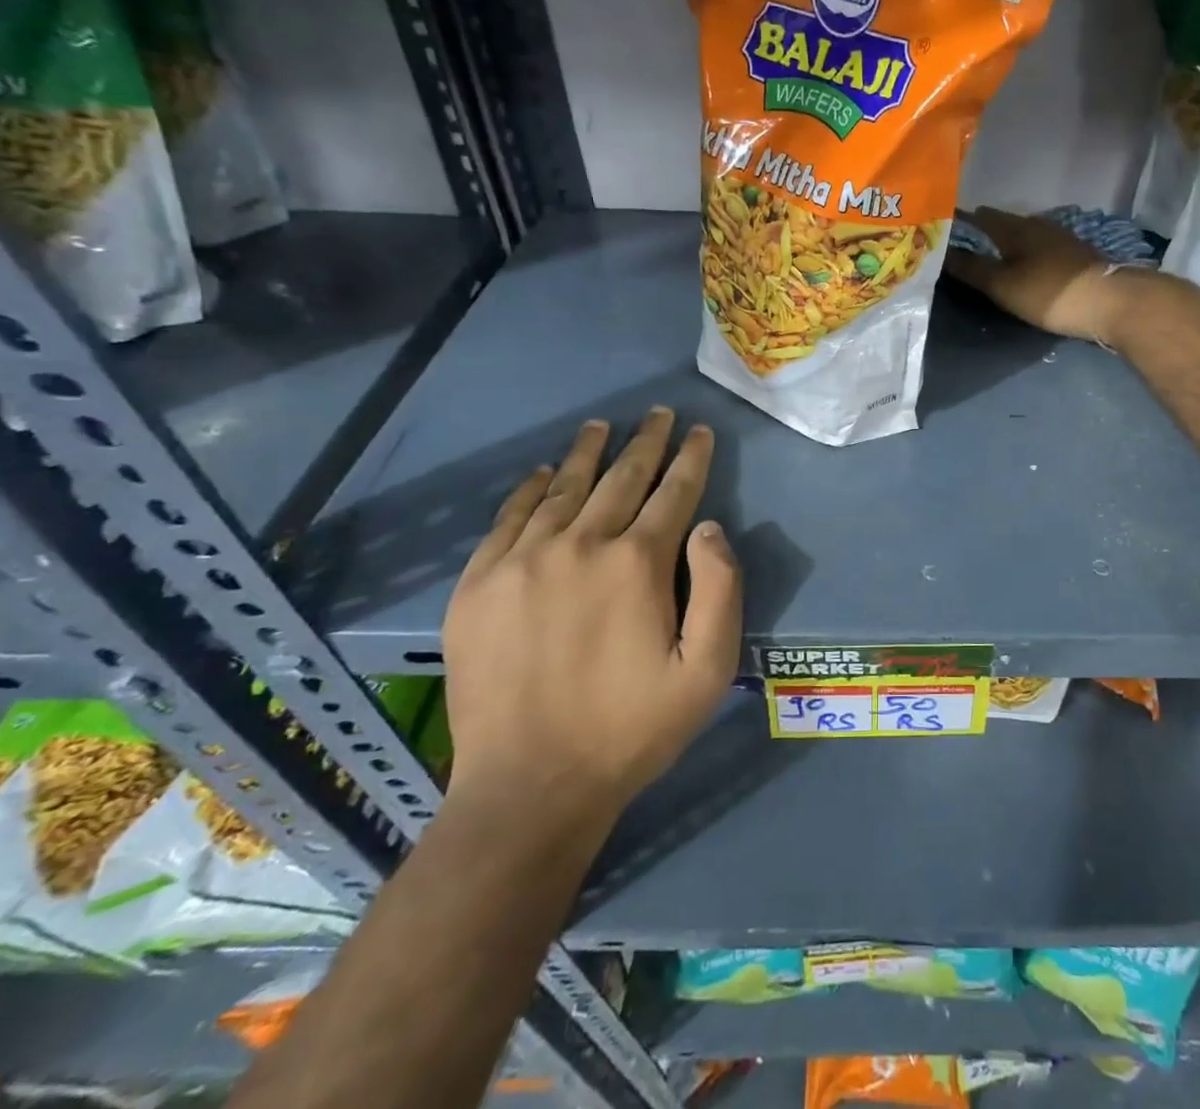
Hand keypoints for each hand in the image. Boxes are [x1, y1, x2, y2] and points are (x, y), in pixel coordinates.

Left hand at [440, 408, 741, 835]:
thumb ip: (721, 589)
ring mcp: (522, 562)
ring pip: (564, 488)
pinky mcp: (478, 585)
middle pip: (621, 479)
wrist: (529, 787)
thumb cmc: (632, 729)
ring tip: (603, 426)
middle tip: (658, 413)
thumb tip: (708, 527)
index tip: (699, 431)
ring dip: (590, 453)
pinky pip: (508, 518)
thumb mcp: (708, 670)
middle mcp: (580, 546)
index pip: (673, 492)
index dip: (691, 458)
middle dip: (646, 442)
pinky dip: (530, 489)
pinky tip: (544, 473)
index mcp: (637, 564)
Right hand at [945, 206, 1143, 343]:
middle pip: (1002, 224)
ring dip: (1005, 245)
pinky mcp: (1074, 256)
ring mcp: (1060, 238)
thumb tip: (941, 251)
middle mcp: (1037, 225)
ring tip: (988, 259)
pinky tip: (1021, 267)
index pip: (979, 216)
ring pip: (1023, 236)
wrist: (1110, 302)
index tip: (941, 230)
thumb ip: (971, 268)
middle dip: (982, 234)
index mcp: (1015, 227)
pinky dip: (1024, 254)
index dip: (959, 221)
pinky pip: (1038, 248)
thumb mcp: (1003, 285)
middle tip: (960, 249)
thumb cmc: (1049, 292)